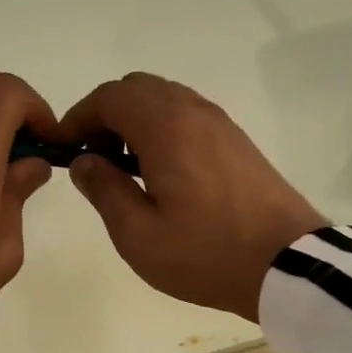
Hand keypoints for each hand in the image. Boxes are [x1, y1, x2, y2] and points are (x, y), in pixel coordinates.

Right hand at [60, 73, 326, 321]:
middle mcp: (192, 112)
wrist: (288, 264)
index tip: (63, 148)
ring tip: (126, 168)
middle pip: (136, 88)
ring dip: (135, 120)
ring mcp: (220, 123)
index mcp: (165, 127)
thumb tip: (84, 161)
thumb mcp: (138, 234)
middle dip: (105, 114)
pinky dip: (162, 128)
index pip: (109, 97)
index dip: (78, 117)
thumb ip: (104, 189)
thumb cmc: (206, 253)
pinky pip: (188, 115)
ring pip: (165, 98)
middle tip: (95, 158)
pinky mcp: (237, 140)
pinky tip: (162, 172)